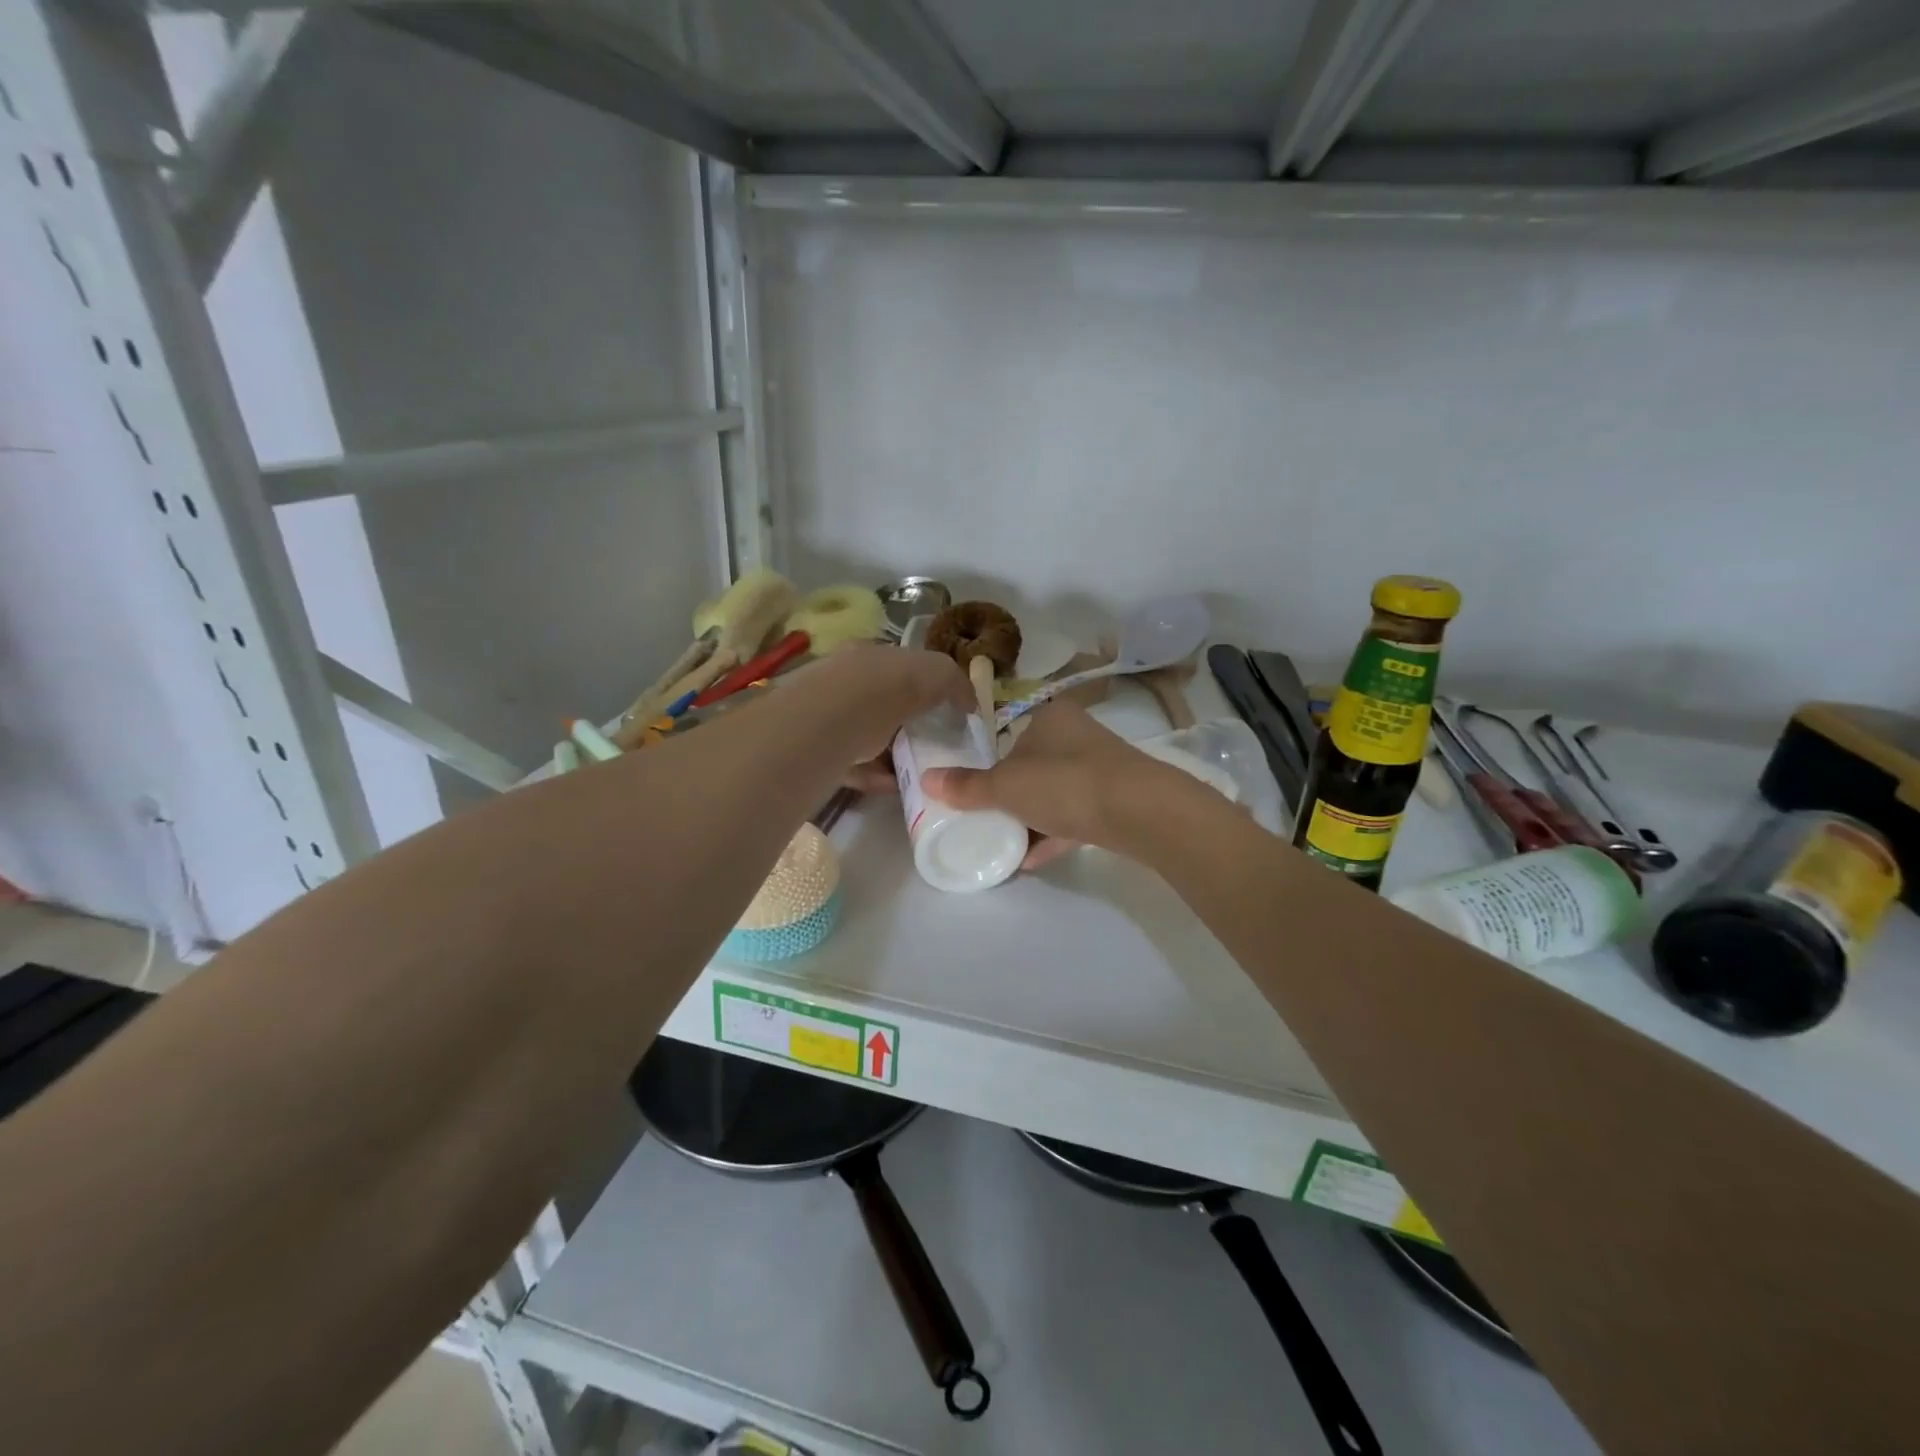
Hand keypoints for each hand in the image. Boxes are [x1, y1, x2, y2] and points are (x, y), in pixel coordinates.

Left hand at [788, 643, 972, 768]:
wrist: (826, 722)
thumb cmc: (883, 687)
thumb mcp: (933, 671)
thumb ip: (954, 682)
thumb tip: (968, 703)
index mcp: (869, 654)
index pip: (900, 666)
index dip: (925, 686)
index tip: (944, 712)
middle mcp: (845, 681)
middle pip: (883, 702)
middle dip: (908, 723)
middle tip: (934, 745)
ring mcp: (827, 717)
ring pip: (867, 736)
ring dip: (893, 754)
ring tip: (919, 772)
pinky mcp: (817, 752)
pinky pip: (853, 766)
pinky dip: (876, 776)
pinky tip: (895, 786)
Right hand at [923, 702, 1197, 867]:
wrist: (1139, 811)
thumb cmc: (1064, 783)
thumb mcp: (1006, 786)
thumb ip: (967, 787)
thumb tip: (928, 781)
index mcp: (1048, 717)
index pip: (1009, 733)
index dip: (988, 761)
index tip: (972, 790)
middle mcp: (1076, 734)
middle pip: (1032, 765)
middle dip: (1010, 794)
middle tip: (984, 818)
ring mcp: (1100, 768)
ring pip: (1055, 792)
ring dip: (1031, 818)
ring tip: (1003, 843)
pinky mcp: (1116, 799)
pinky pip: (1076, 816)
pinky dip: (1053, 834)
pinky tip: (1030, 861)